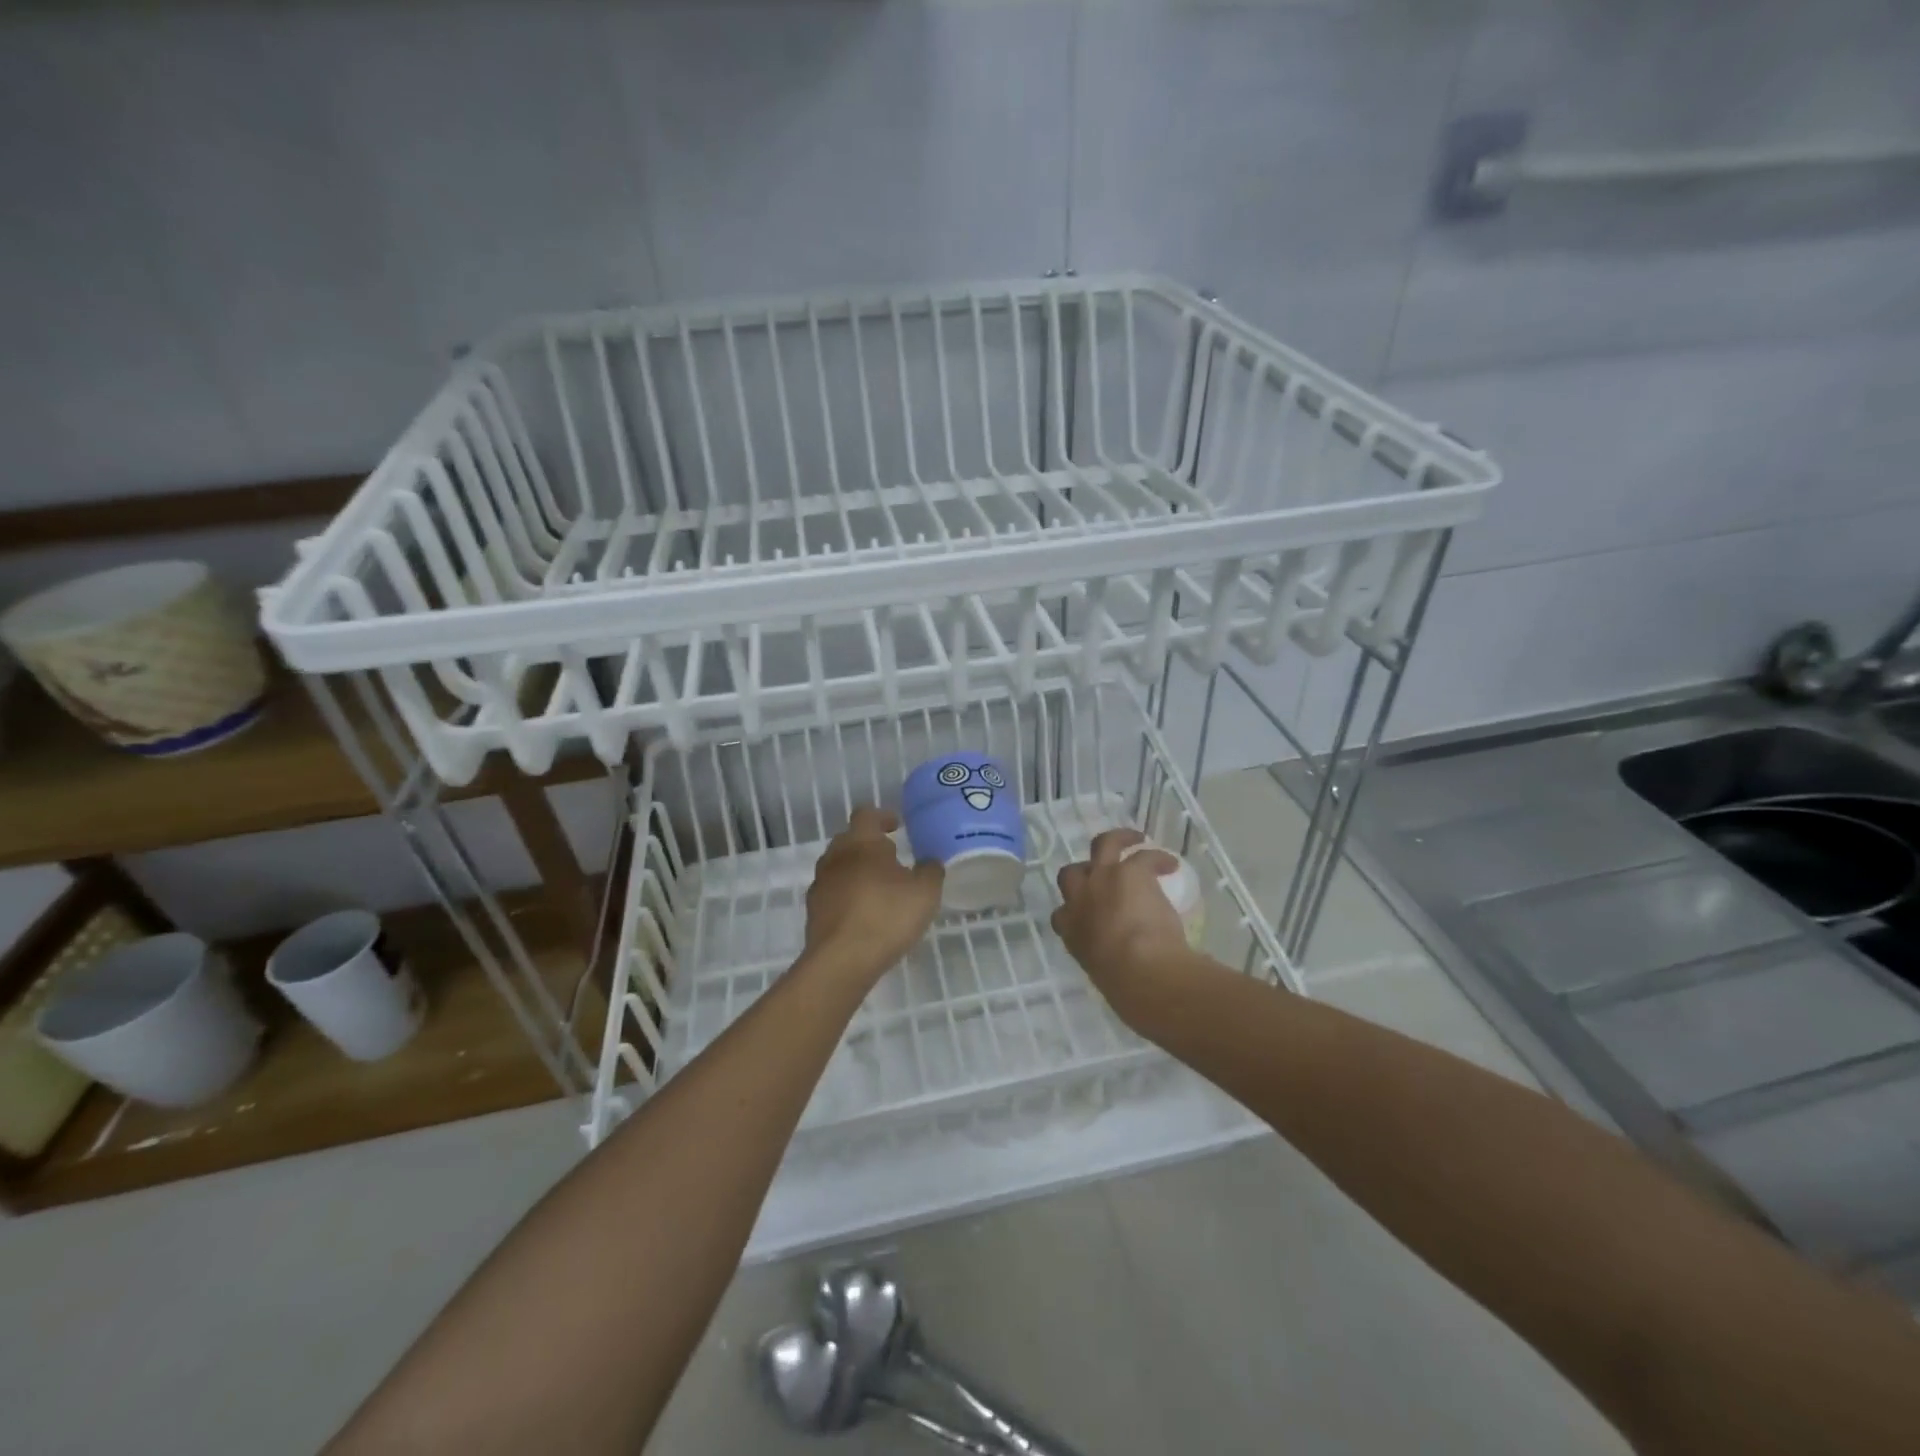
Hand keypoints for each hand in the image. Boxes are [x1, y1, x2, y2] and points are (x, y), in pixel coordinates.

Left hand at [804, 807, 944, 983]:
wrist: (841, 960)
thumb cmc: (887, 916)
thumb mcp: (925, 892)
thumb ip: (931, 870)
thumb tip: (930, 861)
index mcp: (861, 842)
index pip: (866, 814)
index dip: (882, 816)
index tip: (896, 825)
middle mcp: (835, 856)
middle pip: (849, 839)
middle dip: (869, 844)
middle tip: (891, 857)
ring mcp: (821, 884)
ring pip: (839, 867)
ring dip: (857, 871)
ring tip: (879, 888)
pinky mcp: (813, 911)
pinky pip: (833, 893)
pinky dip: (847, 896)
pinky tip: (864, 914)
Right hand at [1052, 828, 1195, 1011]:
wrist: (1140, 970)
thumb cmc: (1125, 986)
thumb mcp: (1105, 976)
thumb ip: (1108, 964)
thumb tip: (1127, 977)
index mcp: (1071, 932)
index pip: (1062, 915)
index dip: (1073, 910)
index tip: (1088, 914)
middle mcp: (1079, 901)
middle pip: (1071, 874)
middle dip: (1085, 872)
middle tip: (1103, 874)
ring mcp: (1102, 880)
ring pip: (1102, 845)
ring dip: (1118, 839)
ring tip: (1135, 839)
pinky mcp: (1130, 871)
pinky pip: (1144, 855)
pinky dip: (1157, 858)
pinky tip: (1170, 864)